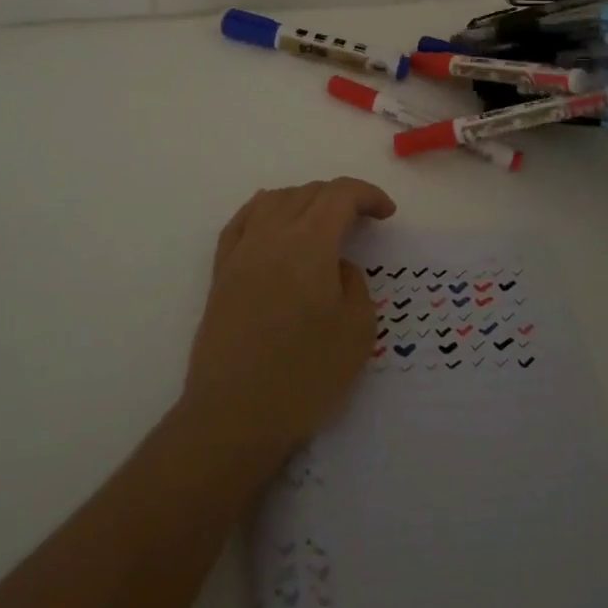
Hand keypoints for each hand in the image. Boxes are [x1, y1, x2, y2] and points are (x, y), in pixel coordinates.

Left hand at [184, 178, 396, 464]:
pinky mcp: (221, 272)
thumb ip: (354, 282)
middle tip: (362, 221)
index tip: (386, 213)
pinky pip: (242, 221)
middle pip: (308, 192)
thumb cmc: (305, 374)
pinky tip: (271, 221)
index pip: (341, 194)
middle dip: (340, 198)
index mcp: (310, 241)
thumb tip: (336, 265)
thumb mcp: (357, 329)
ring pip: (274, 200)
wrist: (234, 415)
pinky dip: (264, 210)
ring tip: (321, 221)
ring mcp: (242, 251)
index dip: (368, 195)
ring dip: (304, 200)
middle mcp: (272, 234)